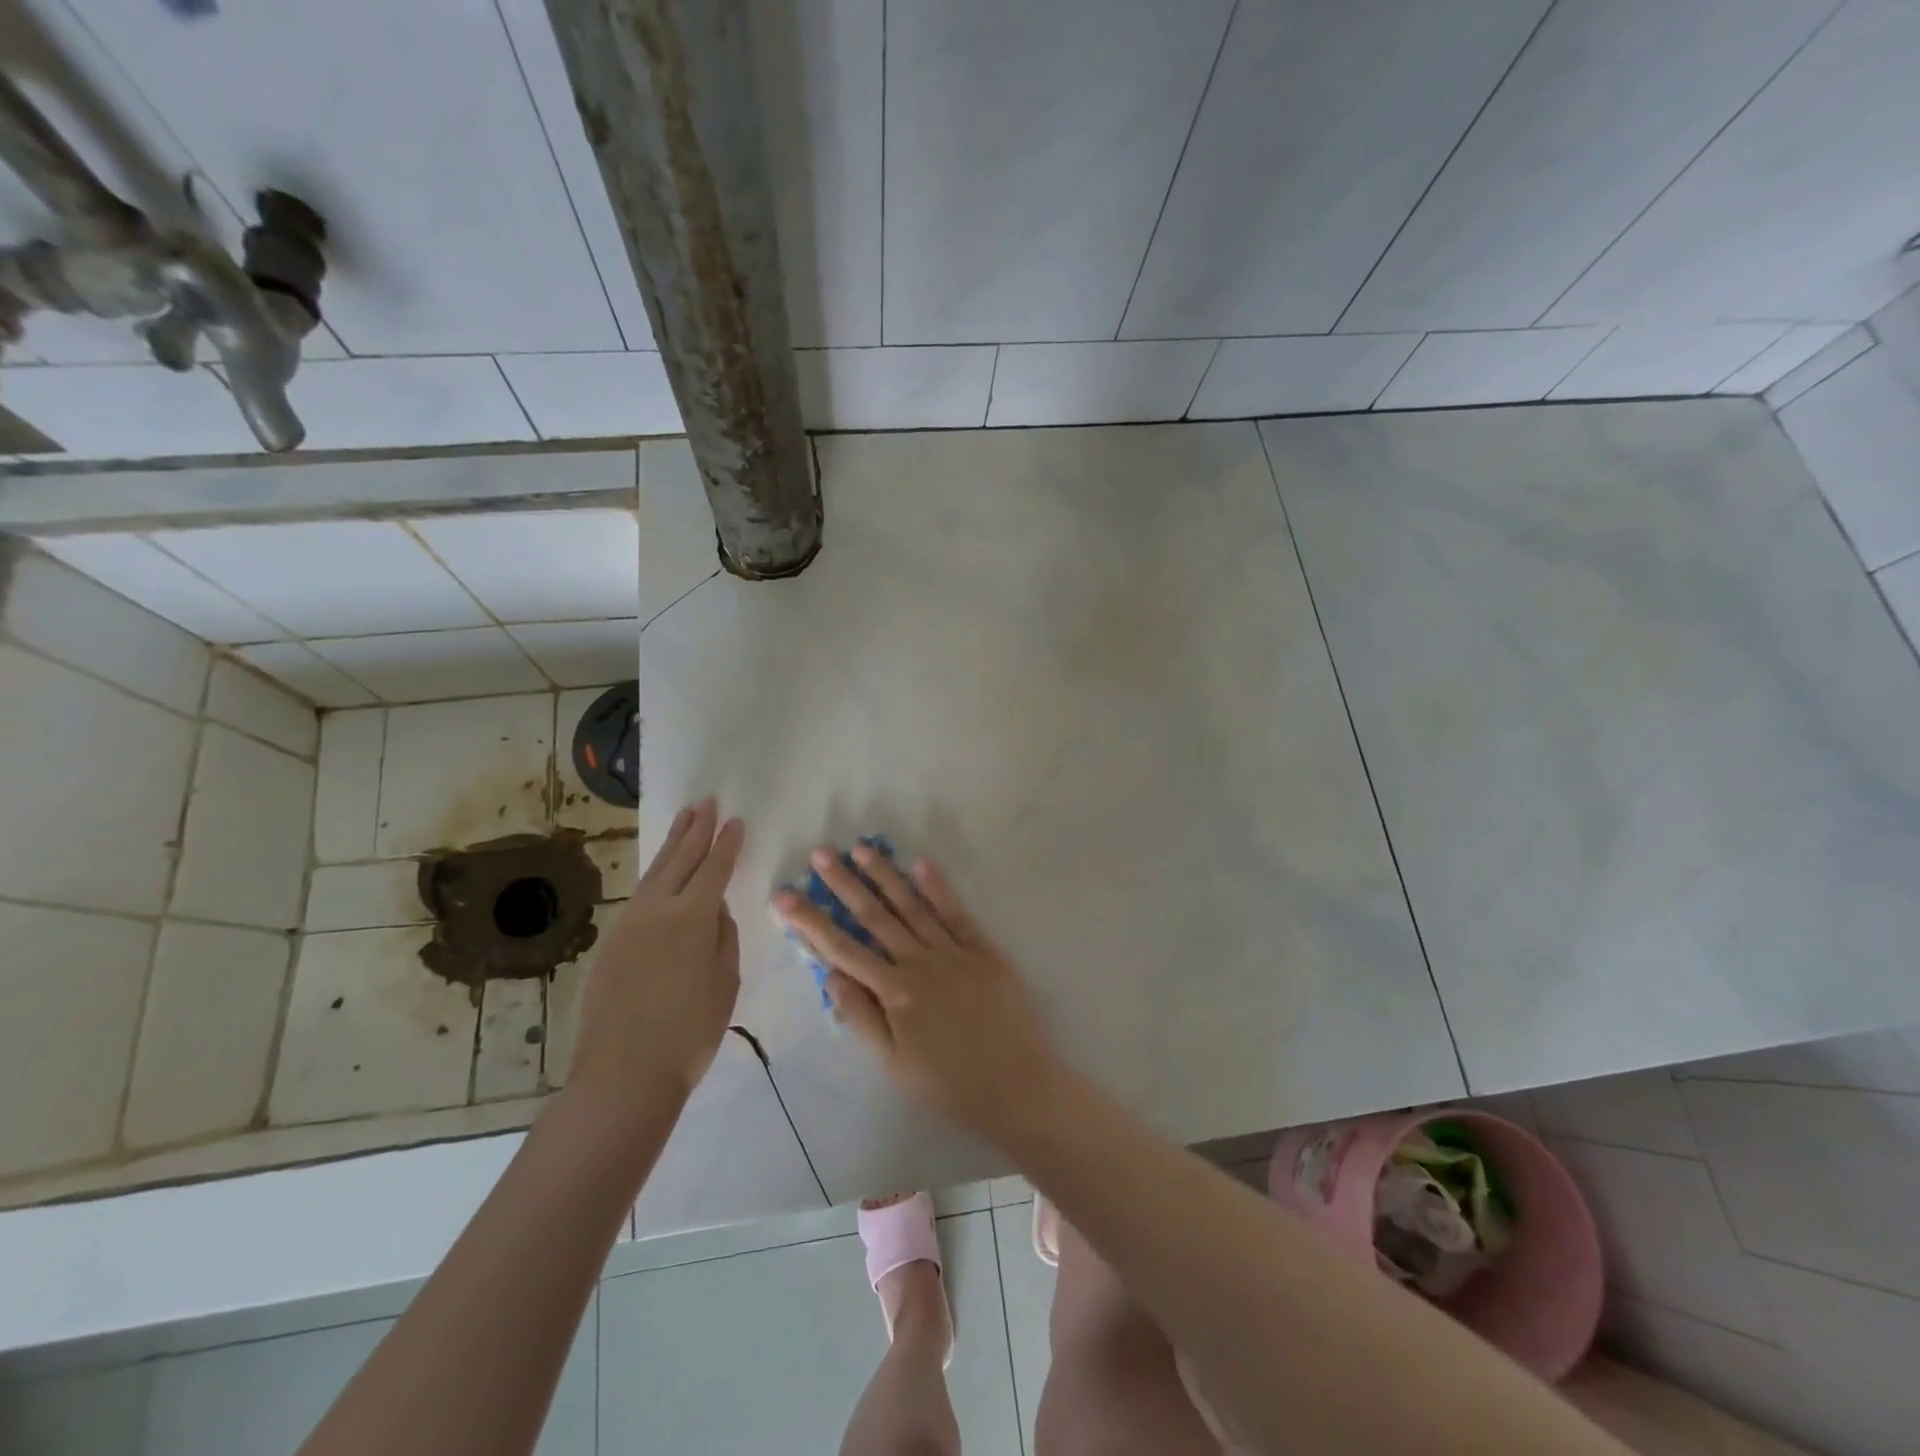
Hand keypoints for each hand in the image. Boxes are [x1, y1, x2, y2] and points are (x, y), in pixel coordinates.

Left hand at [570, 799, 744, 1109]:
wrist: (624, 1074)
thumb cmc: (689, 1031)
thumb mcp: (724, 981)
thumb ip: (722, 936)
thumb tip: (714, 910)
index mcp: (692, 917)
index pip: (714, 869)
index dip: (726, 843)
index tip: (735, 820)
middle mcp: (657, 910)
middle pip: (679, 859)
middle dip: (695, 829)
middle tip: (705, 802)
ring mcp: (629, 925)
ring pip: (655, 873)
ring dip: (671, 844)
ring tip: (683, 820)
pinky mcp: (611, 944)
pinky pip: (639, 896)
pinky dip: (655, 875)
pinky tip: (660, 874)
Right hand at [773, 845, 1063, 1137]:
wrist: (1017, 1085)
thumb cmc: (949, 1083)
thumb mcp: (893, 1063)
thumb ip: (861, 1016)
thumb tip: (830, 974)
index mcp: (894, 991)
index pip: (843, 949)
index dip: (811, 922)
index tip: (785, 896)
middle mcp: (919, 962)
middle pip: (875, 917)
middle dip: (845, 884)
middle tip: (821, 854)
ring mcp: (953, 951)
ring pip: (911, 905)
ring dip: (885, 875)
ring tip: (861, 848)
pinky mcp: (983, 949)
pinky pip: (955, 911)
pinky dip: (937, 886)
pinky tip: (920, 862)